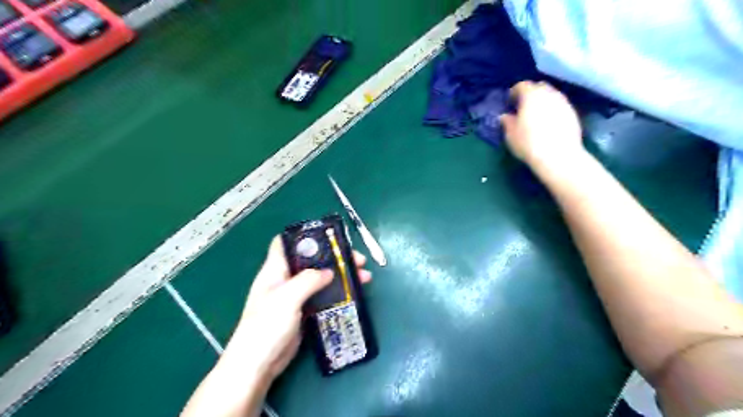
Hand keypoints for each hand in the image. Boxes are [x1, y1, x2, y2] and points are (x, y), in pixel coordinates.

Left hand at [221, 235, 369, 380]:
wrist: (258, 364)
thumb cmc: (266, 326)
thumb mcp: (286, 298)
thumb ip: (308, 280)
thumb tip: (329, 272)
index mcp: (275, 269)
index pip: (286, 243)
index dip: (305, 236)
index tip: (330, 236)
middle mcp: (286, 279)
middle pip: (312, 260)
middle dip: (335, 257)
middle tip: (358, 260)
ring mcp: (295, 296)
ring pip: (321, 277)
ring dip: (341, 274)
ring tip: (364, 276)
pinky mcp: (304, 311)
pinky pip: (323, 295)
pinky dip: (338, 291)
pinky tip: (354, 292)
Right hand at [499, 81, 586, 170]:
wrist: (558, 156)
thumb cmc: (529, 143)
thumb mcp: (511, 134)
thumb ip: (507, 122)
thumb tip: (505, 116)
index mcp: (531, 95)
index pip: (522, 85)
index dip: (514, 92)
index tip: (509, 102)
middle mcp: (549, 93)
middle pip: (539, 87)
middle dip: (531, 93)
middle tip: (523, 106)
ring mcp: (564, 102)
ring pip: (551, 95)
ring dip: (543, 101)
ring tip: (536, 115)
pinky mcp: (573, 113)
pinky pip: (560, 106)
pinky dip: (552, 110)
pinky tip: (548, 123)